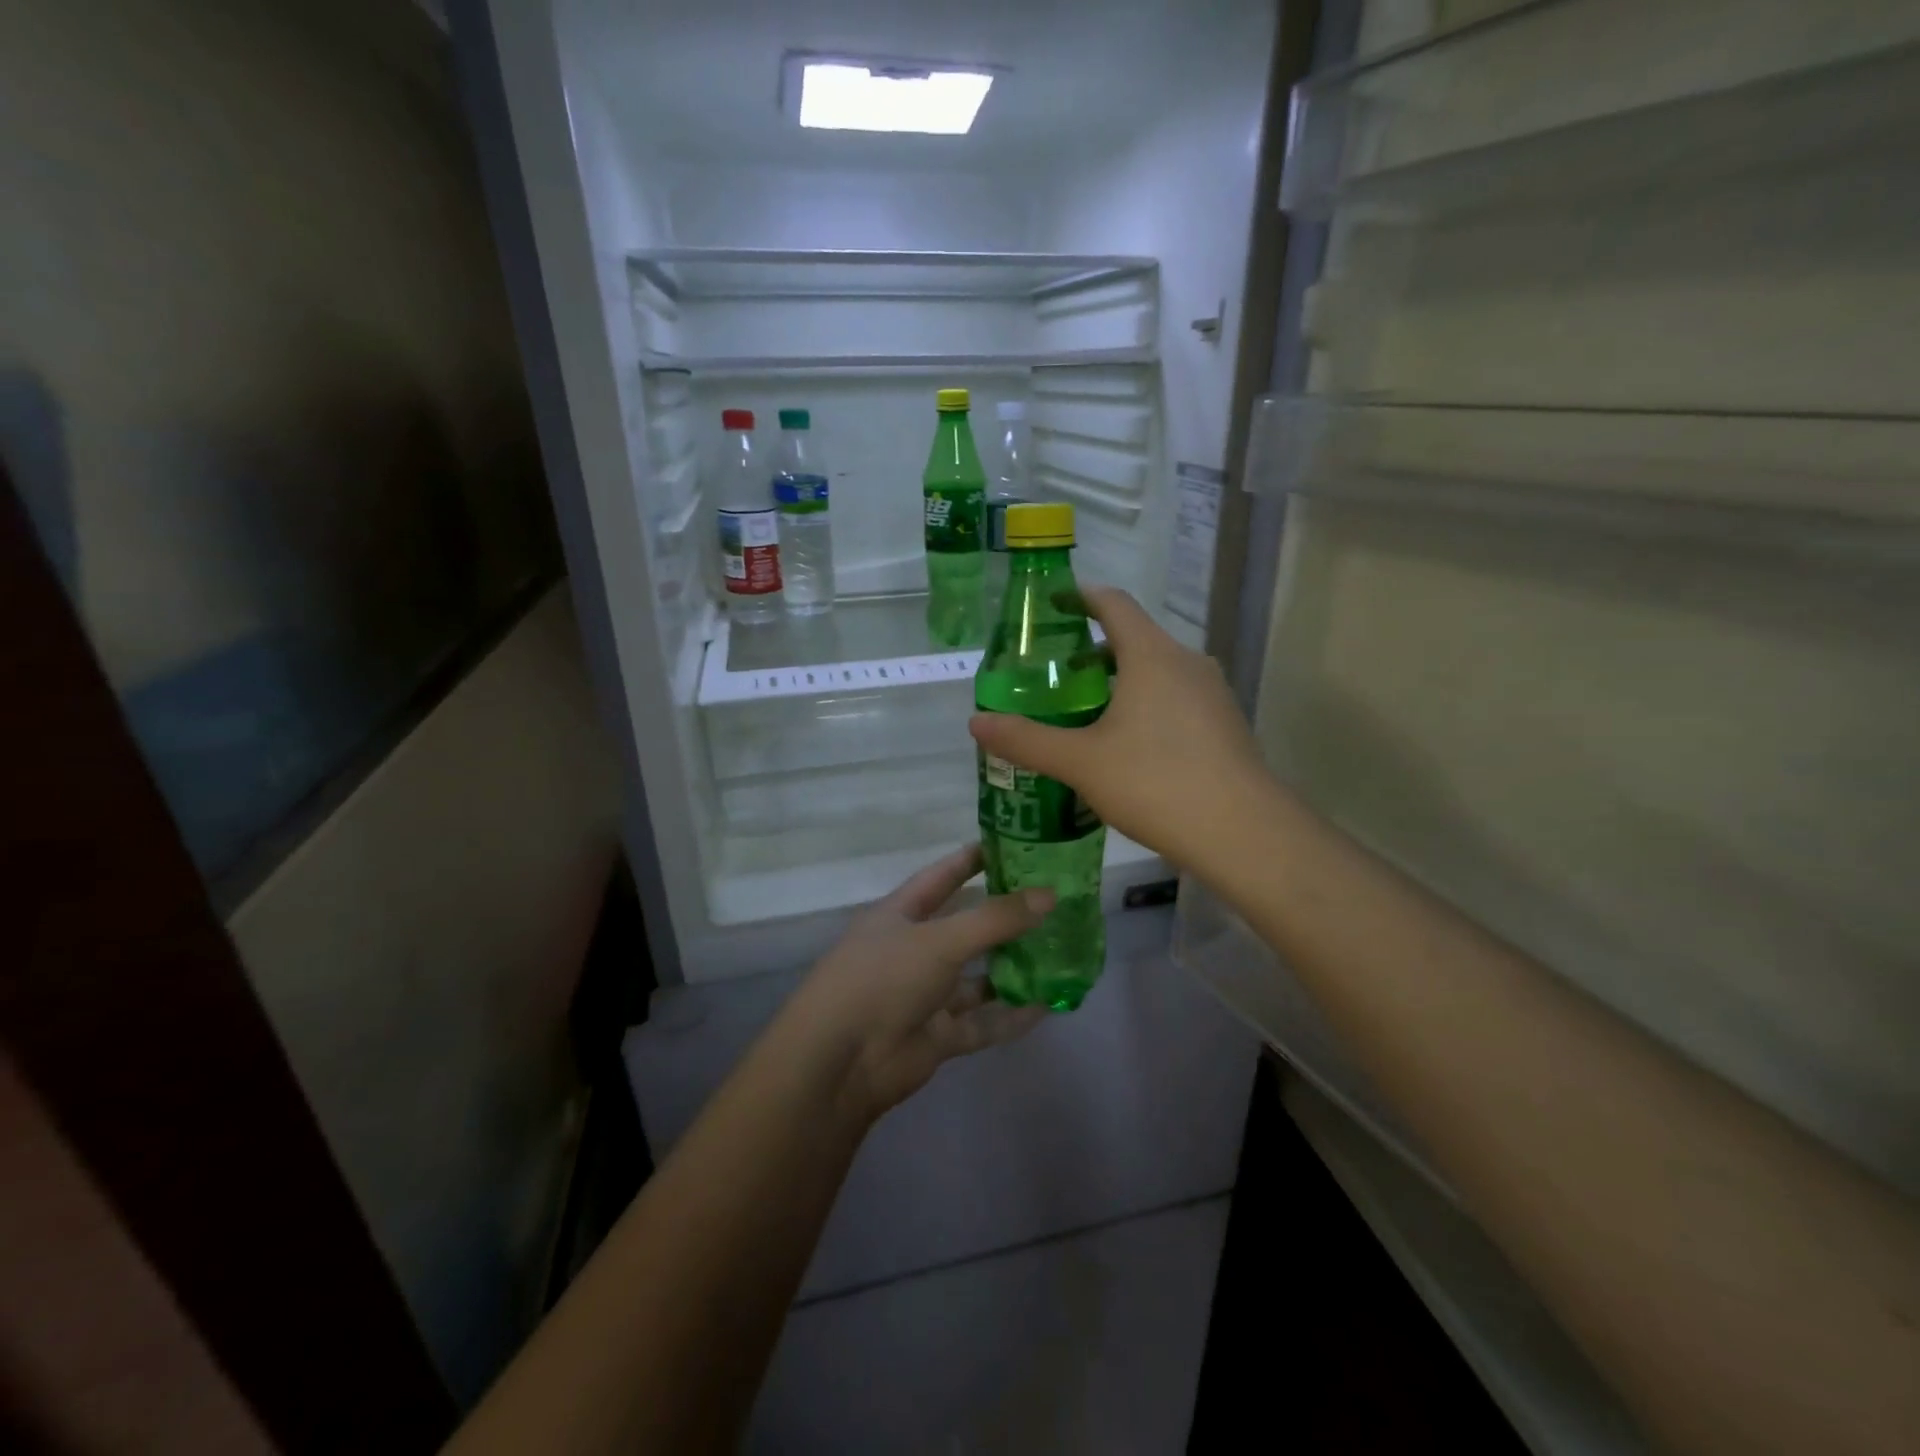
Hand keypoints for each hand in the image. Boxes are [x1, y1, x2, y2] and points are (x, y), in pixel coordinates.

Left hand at [788, 845, 1051, 1124]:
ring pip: (977, 977)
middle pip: (965, 927)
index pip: (941, 877)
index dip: (971, 860)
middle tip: (1054, 903)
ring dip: (1013, 968)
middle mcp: (913, 950)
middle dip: (1004, 918)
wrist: (839, 1062)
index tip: (1011, 846)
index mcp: (901, 915)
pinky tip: (1048, 1006)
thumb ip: (995, 919)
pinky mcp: (937, 1036)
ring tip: (1060, 954)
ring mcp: (925, 995)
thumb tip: (1049, 894)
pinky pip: (982, 1022)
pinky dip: (1011, 1015)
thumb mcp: (940, 940)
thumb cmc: (883, 979)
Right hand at [968, 587, 1274, 874]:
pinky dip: (1147, 706)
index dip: (1080, 596)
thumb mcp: (1080, 762)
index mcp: (1151, 654)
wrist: (1242, 832)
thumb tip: (976, 723)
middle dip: (1093, 651)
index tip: (1052, 605)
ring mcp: (1213, 693)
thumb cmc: (1155, 782)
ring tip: (1086, 714)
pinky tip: (1129, 747)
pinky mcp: (1226, 724)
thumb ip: (1026, 740)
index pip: (1113, 603)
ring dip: (1121, 682)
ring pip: (1158, 672)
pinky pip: (1177, 699)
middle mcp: (1186, 662)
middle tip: (1055, 677)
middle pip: (1135, 638)